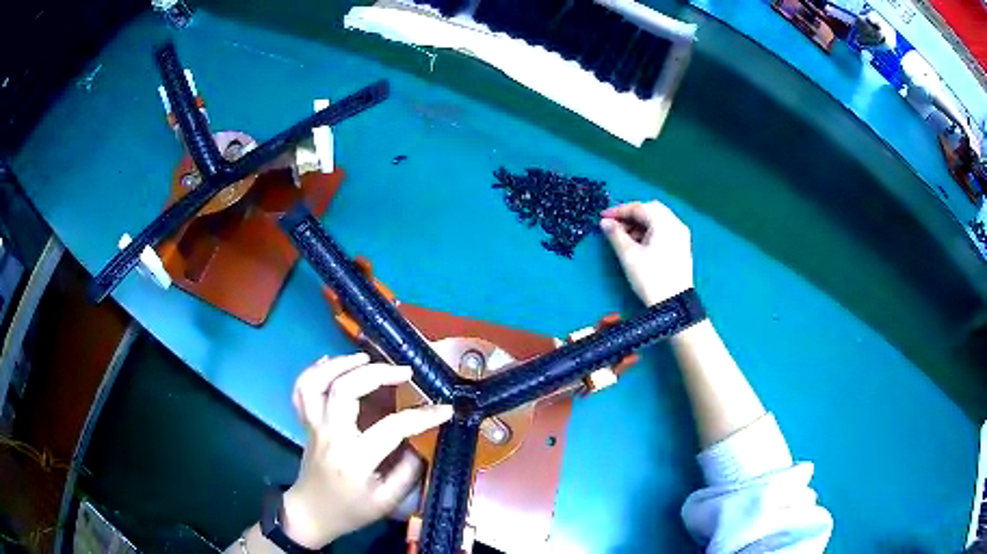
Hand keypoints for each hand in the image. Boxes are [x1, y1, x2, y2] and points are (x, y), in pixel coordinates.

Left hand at [281, 353, 452, 548]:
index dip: (422, 416)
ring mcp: (314, 426)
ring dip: (340, 364)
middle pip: (344, 390)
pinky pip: (301, 390)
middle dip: (376, 373)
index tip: (444, 408)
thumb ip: (408, 472)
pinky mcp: (306, 422)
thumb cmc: (350, 511)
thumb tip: (420, 442)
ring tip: (365, 358)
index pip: (391, 428)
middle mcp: (330, 436)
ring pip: (316, 383)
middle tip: (403, 371)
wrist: (311, 513)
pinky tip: (332, 363)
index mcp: (354, 459)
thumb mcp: (387, 502)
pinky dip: (314, 371)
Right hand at [600, 201, 693, 305]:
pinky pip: (664, 231)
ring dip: (640, 224)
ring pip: (658, 220)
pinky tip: (639, 244)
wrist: (674, 304)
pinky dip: (650, 232)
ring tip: (624, 237)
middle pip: (650, 210)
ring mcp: (681, 236)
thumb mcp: (629, 255)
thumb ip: (615, 235)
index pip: (638, 208)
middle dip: (631, 215)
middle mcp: (675, 224)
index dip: (618, 211)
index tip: (602, 217)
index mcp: (664, 222)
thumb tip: (605, 222)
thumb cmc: (650, 278)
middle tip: (614, 225)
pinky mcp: (682, 247)